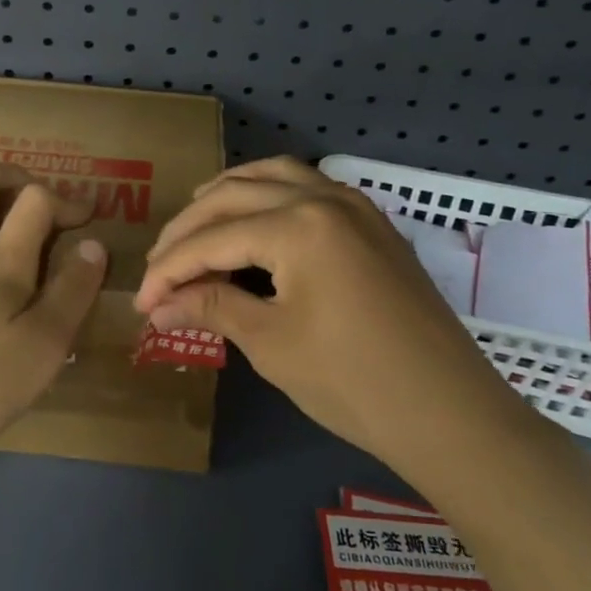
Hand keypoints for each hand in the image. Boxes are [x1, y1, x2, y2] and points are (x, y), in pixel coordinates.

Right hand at [135, 157, 531, 469]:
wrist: (450, 415)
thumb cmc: (354, 382)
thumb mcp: (271, 342)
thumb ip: (210, 307)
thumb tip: (156, 305)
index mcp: (298, 224)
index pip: (212, 239)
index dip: (168, 270)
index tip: (140, 302)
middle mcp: (324, 197)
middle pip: (234, 196)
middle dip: (188, 230)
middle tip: (158, 267)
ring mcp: (354, 205)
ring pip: (273, 175)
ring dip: (228, 195)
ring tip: (195, 223)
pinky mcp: (371, 222)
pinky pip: (308, 187)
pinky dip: (269, 194)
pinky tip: (254, 220)